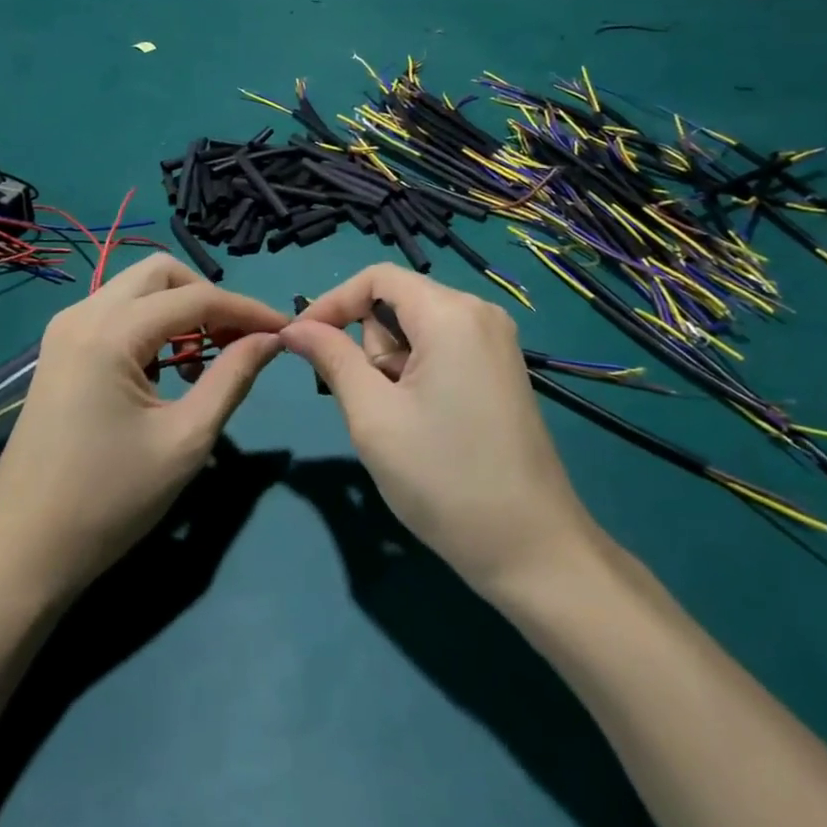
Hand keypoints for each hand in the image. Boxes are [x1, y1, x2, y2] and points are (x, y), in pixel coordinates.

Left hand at [0, 255, 286, 600]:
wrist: (23, 551)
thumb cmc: (109, 500)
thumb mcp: (185, 440)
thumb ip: (233, 378)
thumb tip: (271, 339)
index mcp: (110, 332)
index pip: (195, 297)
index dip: (247, 309)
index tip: (287, 329)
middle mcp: (82, 314)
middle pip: (160, 272)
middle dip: (208, 296)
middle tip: (239, 339)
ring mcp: (64, 330)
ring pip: (136, 289)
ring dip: (179, 309)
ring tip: (209, 358)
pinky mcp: (59, 351)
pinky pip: (116, 313)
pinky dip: (152, 325)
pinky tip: (169, 369)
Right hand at [282, 265, 597, 601]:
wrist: (532, 549)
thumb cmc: (443, 478)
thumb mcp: (373, 416)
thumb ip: (332, 358)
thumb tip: (294, 328)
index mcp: (450, 313)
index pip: (376, 277)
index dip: (332, 302)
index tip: (301, 342)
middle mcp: (479, 313)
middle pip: (398, 302)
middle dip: (369, 346)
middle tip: (370, 404)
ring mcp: (496, 342)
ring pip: (417, 329)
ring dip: (392, 365)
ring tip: (400, 422)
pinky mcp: (502, 369)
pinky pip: (442, 348)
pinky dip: (416, 374)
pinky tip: (424, 423)